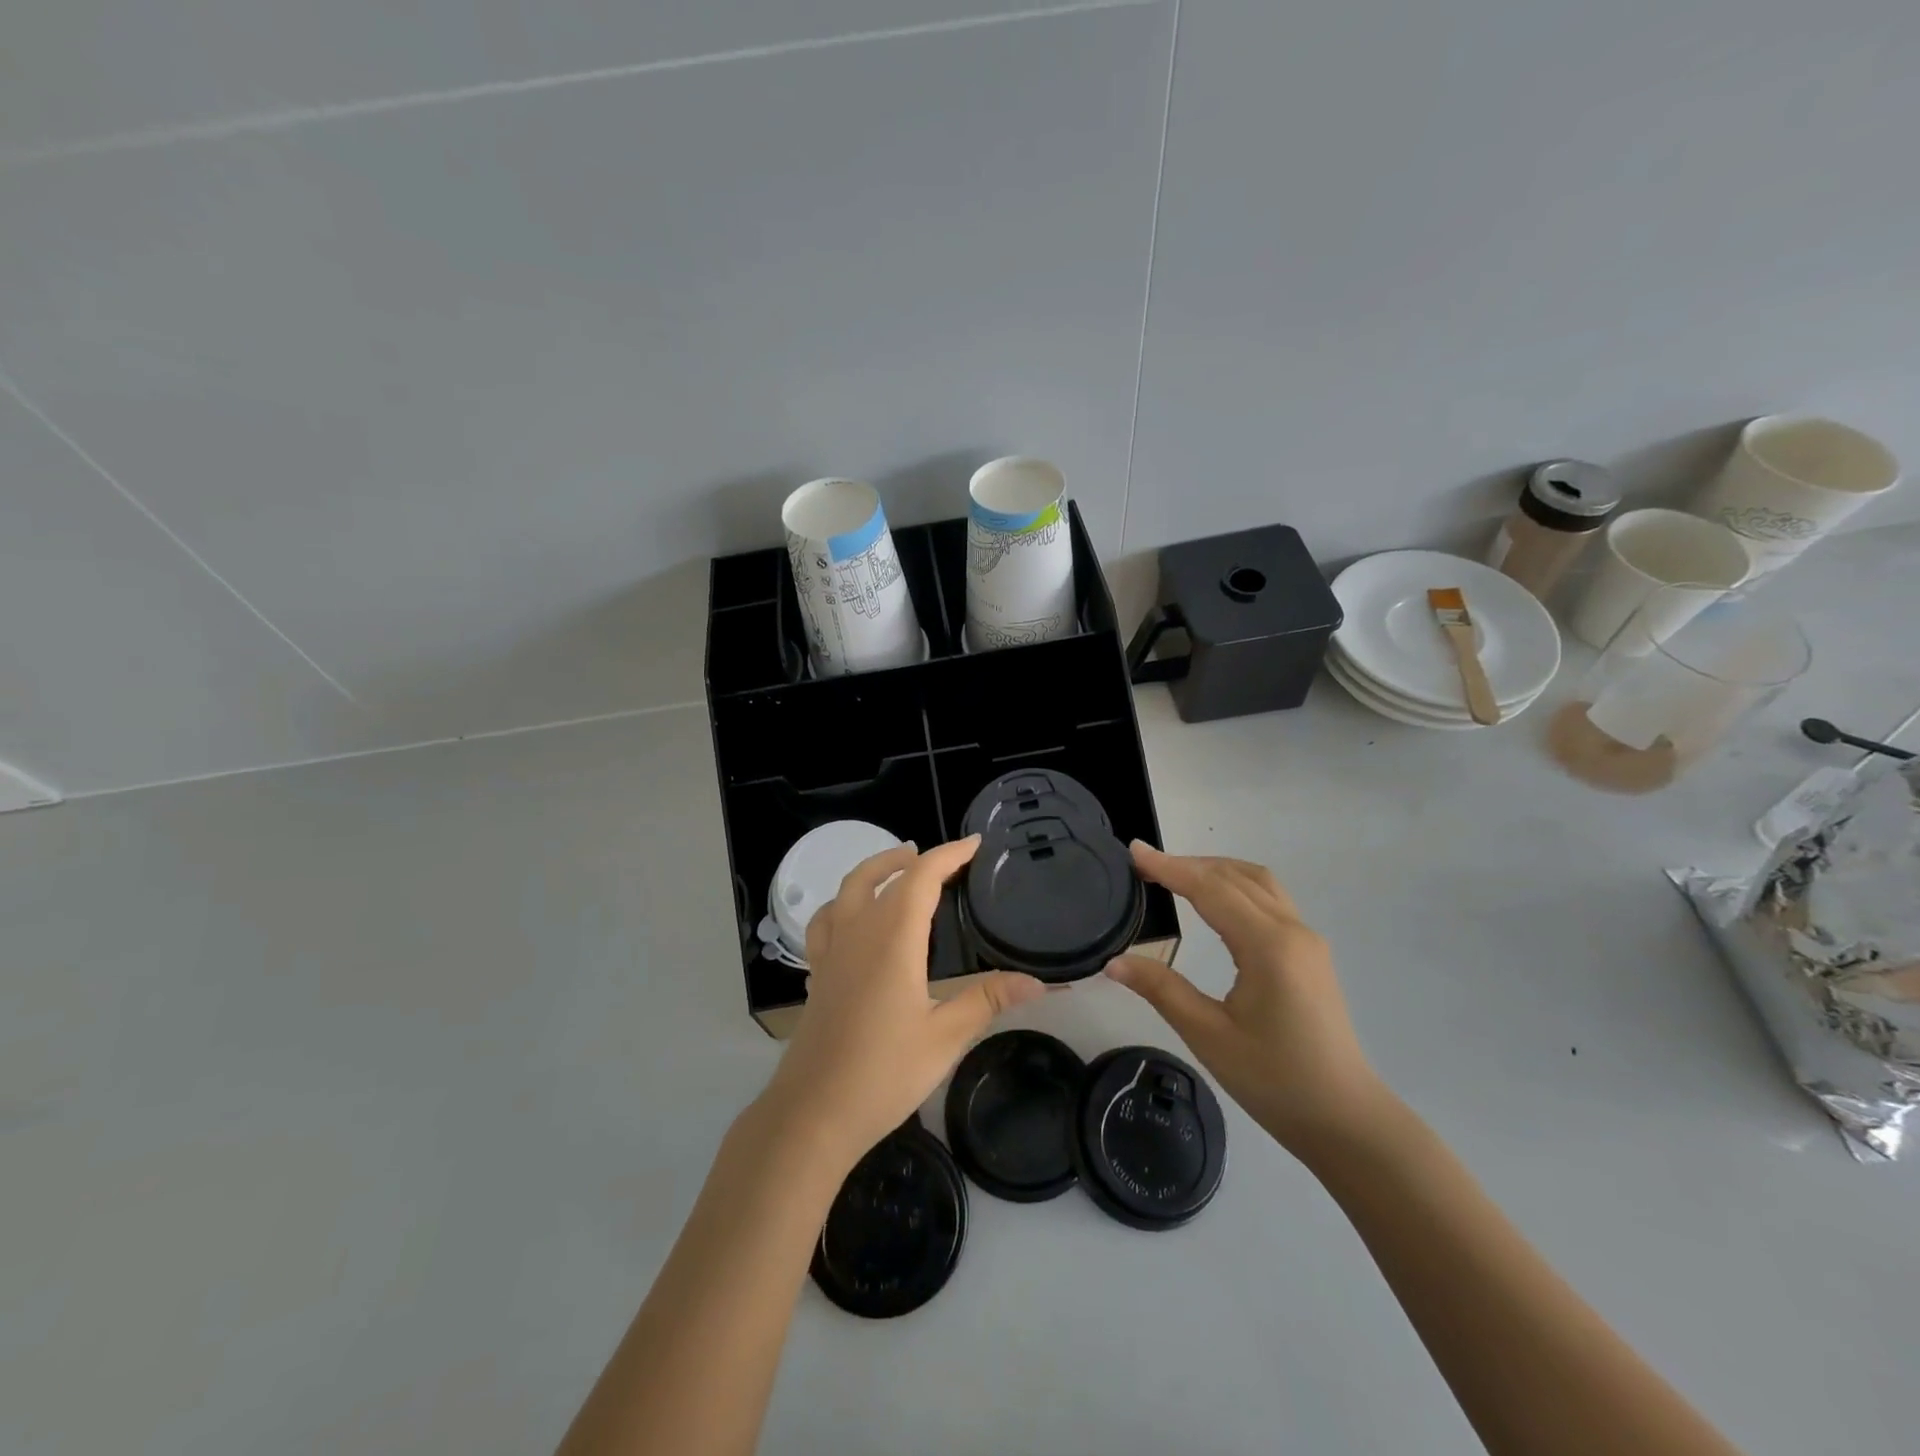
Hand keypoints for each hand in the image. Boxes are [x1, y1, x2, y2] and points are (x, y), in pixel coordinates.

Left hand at [758, 837, 1045, 1172]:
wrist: (813, 1113)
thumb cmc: (883, 1073)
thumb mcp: (945, 1036)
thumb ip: (988, 1000)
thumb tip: (1038, 982)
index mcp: (892, 938)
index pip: (921, 877)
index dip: (949, 855)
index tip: (974, 844)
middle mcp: (857, 933)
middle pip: (879, 875)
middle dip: (911, 858)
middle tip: (942, 860)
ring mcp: (831, 952)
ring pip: (847, 891)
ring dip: (874, 871)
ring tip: (898, 871)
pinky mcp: (817, 974)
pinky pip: (826, 921)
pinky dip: (844, 905)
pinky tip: (856, 922)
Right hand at [1104, 843, 1388, 1156]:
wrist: (1346, 1121)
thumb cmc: (1275, 1082)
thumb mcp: (1209, 1036)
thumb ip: (1161, 989)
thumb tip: (1114, 962)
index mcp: (1268, 946)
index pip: (1211, 889)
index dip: (1169, 867)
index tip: (1134, 851)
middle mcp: (1292, 930)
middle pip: (1234, 876)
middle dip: (1188, 864)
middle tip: (1144, 865)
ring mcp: (1306, 939)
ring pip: (1257, 881)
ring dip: (1215, 870)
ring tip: (1175, 875)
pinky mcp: (1310, 953)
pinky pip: (1270, 899)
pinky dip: (1235, 885)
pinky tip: (1214, 901)